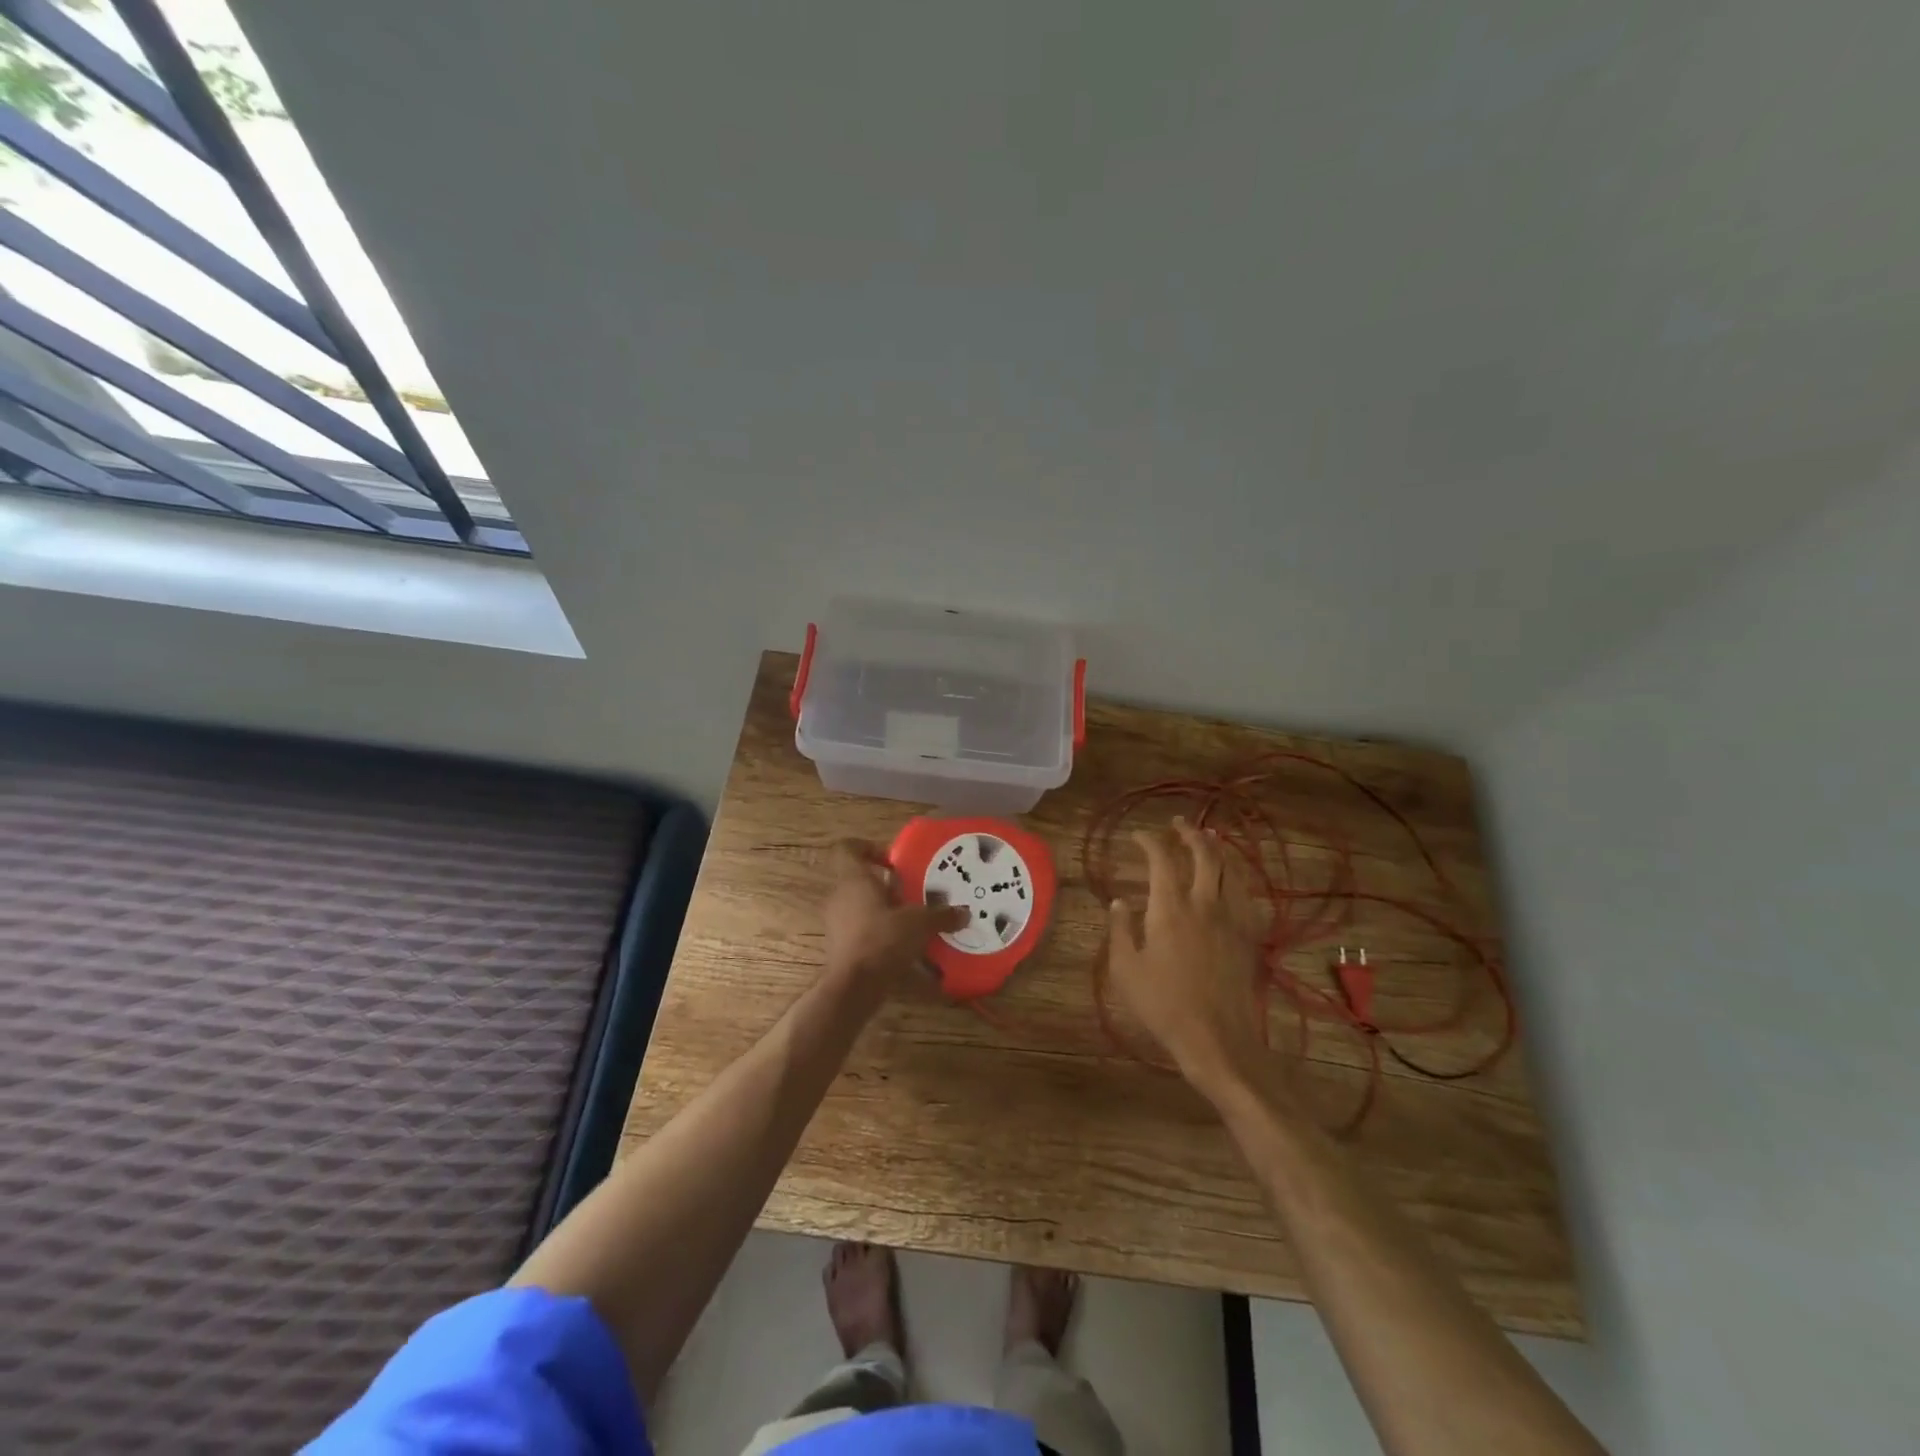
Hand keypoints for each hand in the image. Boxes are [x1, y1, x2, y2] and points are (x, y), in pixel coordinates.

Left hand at [823, 840, 967, 995]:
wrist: (853, 986)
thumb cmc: (883, 939)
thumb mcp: (919, 924)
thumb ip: (941, 915)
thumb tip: (964, 913)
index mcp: (854, 879)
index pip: (848, 848)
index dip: (868, 847)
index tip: (893, 859)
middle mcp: (840, 896)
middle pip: (860, 878)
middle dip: (886, 884)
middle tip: (912, 891)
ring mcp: (837, 922)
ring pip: (861, 905)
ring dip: (885, 909)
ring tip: (913, 920)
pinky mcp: (840, 946)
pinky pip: (861, 929)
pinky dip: (880, 932)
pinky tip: (905, 946)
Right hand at [1106, 819, 1266, 1099]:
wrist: (1217, 1039)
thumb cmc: (1163, 1005)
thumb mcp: (1126, 969)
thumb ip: (1120, 930)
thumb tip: (1119, 902)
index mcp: (1170, 908)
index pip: (1160, 860)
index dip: (1149, 841)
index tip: (1138, 835)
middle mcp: (1204, 904)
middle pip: (1204, 854)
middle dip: (1190, 833)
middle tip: (1178, 824)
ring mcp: (1231, 919)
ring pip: (1230, 869)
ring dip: (1217, 848)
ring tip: (1208, 839)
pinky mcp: (1249, 936)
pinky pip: (1245, 894)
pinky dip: (1235, 876)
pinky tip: (1231, 879)